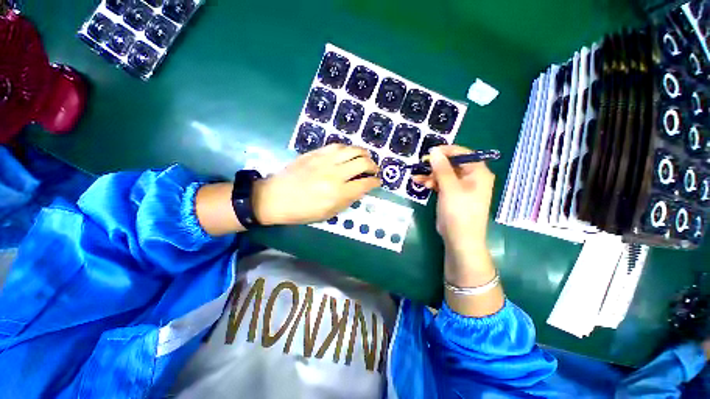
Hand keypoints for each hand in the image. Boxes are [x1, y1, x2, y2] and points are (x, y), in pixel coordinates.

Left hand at [254, 144, 380, 225]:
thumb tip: (361, 189)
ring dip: (364, 154)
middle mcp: (335, 174)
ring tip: (365, 158)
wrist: (275, 197)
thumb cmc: (302, 211)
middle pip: (363, 163)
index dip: (375, 182)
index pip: (365, 183)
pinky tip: (349, 153)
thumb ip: (348, 200)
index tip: (377, 182)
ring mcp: (325, 160)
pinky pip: (338, 146)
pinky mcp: (316, 153)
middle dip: (373, 166)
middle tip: (374, 170)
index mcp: (338, 193)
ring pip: (353, 150)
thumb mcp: (328, 213)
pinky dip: (348, 149)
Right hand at [413, 145, 503, 316]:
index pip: (463, 154)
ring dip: (430, 174)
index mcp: (478, 172)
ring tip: (416, 177)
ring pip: (444, 174)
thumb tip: (434, 151)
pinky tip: (419, 182)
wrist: (460, 239)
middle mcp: (472, 177)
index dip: (446, 151)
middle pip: (452, 164)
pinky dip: (431, 182)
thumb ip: (442, 168)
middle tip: (420, 165)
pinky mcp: (452, 195)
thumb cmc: (459, 212)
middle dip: (435, 165)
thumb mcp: (450, 188)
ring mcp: (461, 187)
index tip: (429, 152)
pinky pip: (441, 183)